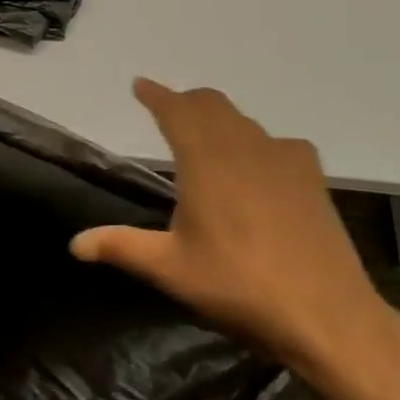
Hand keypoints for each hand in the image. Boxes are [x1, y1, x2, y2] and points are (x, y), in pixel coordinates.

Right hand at [70, 79, 393, 371]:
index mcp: (204, 159)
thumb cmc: (238, 286)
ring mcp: (282, 157)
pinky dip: (259, 143)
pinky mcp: (311, 177)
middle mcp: (242, 145)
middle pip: (210, 104)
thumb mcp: (170, 269)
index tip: (140, 85)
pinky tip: (261, 166)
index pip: (174, 109)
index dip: (155, 94)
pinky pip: (279, 143)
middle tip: (168, 110)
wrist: (325, 314)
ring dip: (220, 119)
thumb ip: (121, 247)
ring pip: (243, 121)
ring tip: (208, 138)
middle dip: (186, 102)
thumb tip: (74, 244)